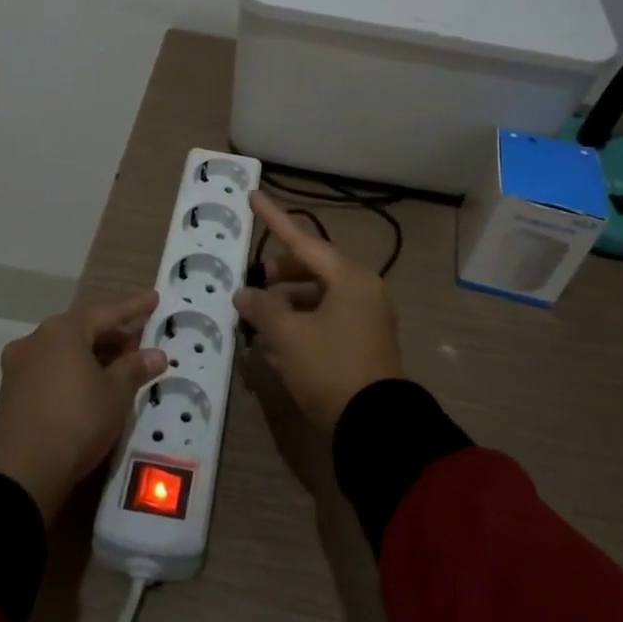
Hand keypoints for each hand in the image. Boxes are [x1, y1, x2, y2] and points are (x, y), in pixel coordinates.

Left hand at [0, 290, 165, 520]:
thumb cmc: (76, 420)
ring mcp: (19, 367)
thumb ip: (136, 368)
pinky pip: (51, 370)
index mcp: (62, 331)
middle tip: (140, 343)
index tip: (154, 299)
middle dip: (113, 335)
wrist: (21, 473)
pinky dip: (74, 372)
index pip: (106, 312)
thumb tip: (156, 354)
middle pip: (82, 330)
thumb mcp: (116, 393)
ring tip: (119, 368)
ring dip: (93, 355)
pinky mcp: (11, 394)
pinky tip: (90, 387)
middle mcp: (36, 340)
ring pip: (65, 351)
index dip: (133, 307)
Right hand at [234, 193, 402, 433]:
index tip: (254, 196)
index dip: (275, 218)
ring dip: (289, 303)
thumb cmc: (331, 368)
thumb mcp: (289, 336)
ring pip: (319, 296)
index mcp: (349, 278)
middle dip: (280, 275)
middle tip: (255, 284)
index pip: (304, 240)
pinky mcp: (365, 341)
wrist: (376, 425)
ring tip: (260, 320)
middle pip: (313, 269)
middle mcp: (363, 290)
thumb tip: (245, 293)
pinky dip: (303, 322)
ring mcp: (367, 316)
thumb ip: (263, 308)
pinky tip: (279, 343)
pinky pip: (328, 318)